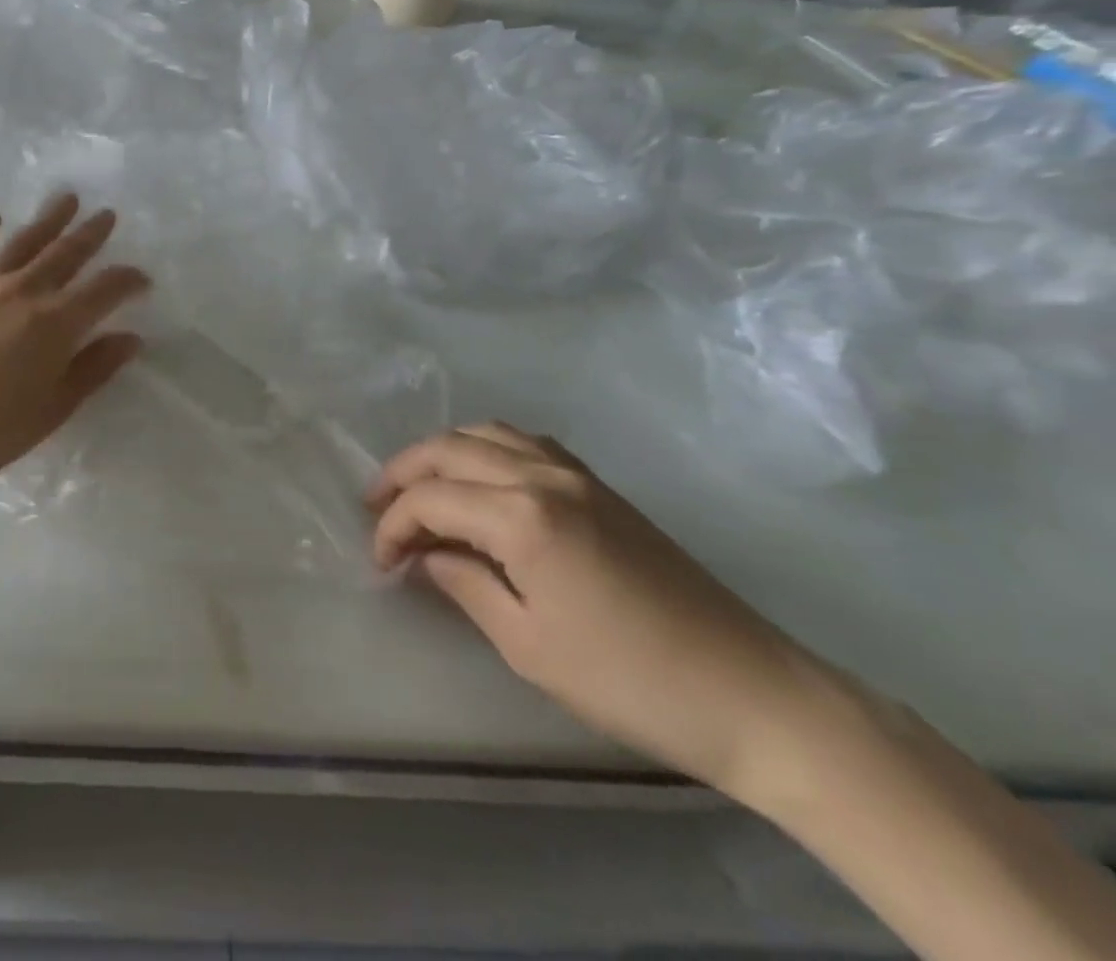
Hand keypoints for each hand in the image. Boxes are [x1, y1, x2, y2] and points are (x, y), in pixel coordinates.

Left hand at [0, 195, 149, 487]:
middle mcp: (25, 292)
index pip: (105, 290)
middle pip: (66, 254)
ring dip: (49, 219)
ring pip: (25, 242)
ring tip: (68, 198)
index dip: (128, 281)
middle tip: (108, 215)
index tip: (143, 280)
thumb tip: (130, 339)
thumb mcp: (50, 410)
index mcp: (56, 323)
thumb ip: (92, 370)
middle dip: (91, 235)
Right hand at [370, 423, 830, 802]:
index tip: (380, 562)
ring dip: (442, 455)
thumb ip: (464, 585)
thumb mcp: (527, 645)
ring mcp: (575, 473)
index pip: (430, 499)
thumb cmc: (629, 681)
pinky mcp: (599, 484)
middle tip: (376, 508)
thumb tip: (425, 557)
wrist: (751, 694)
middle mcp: (542, 475)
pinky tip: (480, 483)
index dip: (393, 526)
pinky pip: (524, 443)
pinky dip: (485, 450)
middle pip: (449, 449)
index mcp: (522, 515)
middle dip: (402, 474)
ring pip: (486, 433)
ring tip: (420, 489)